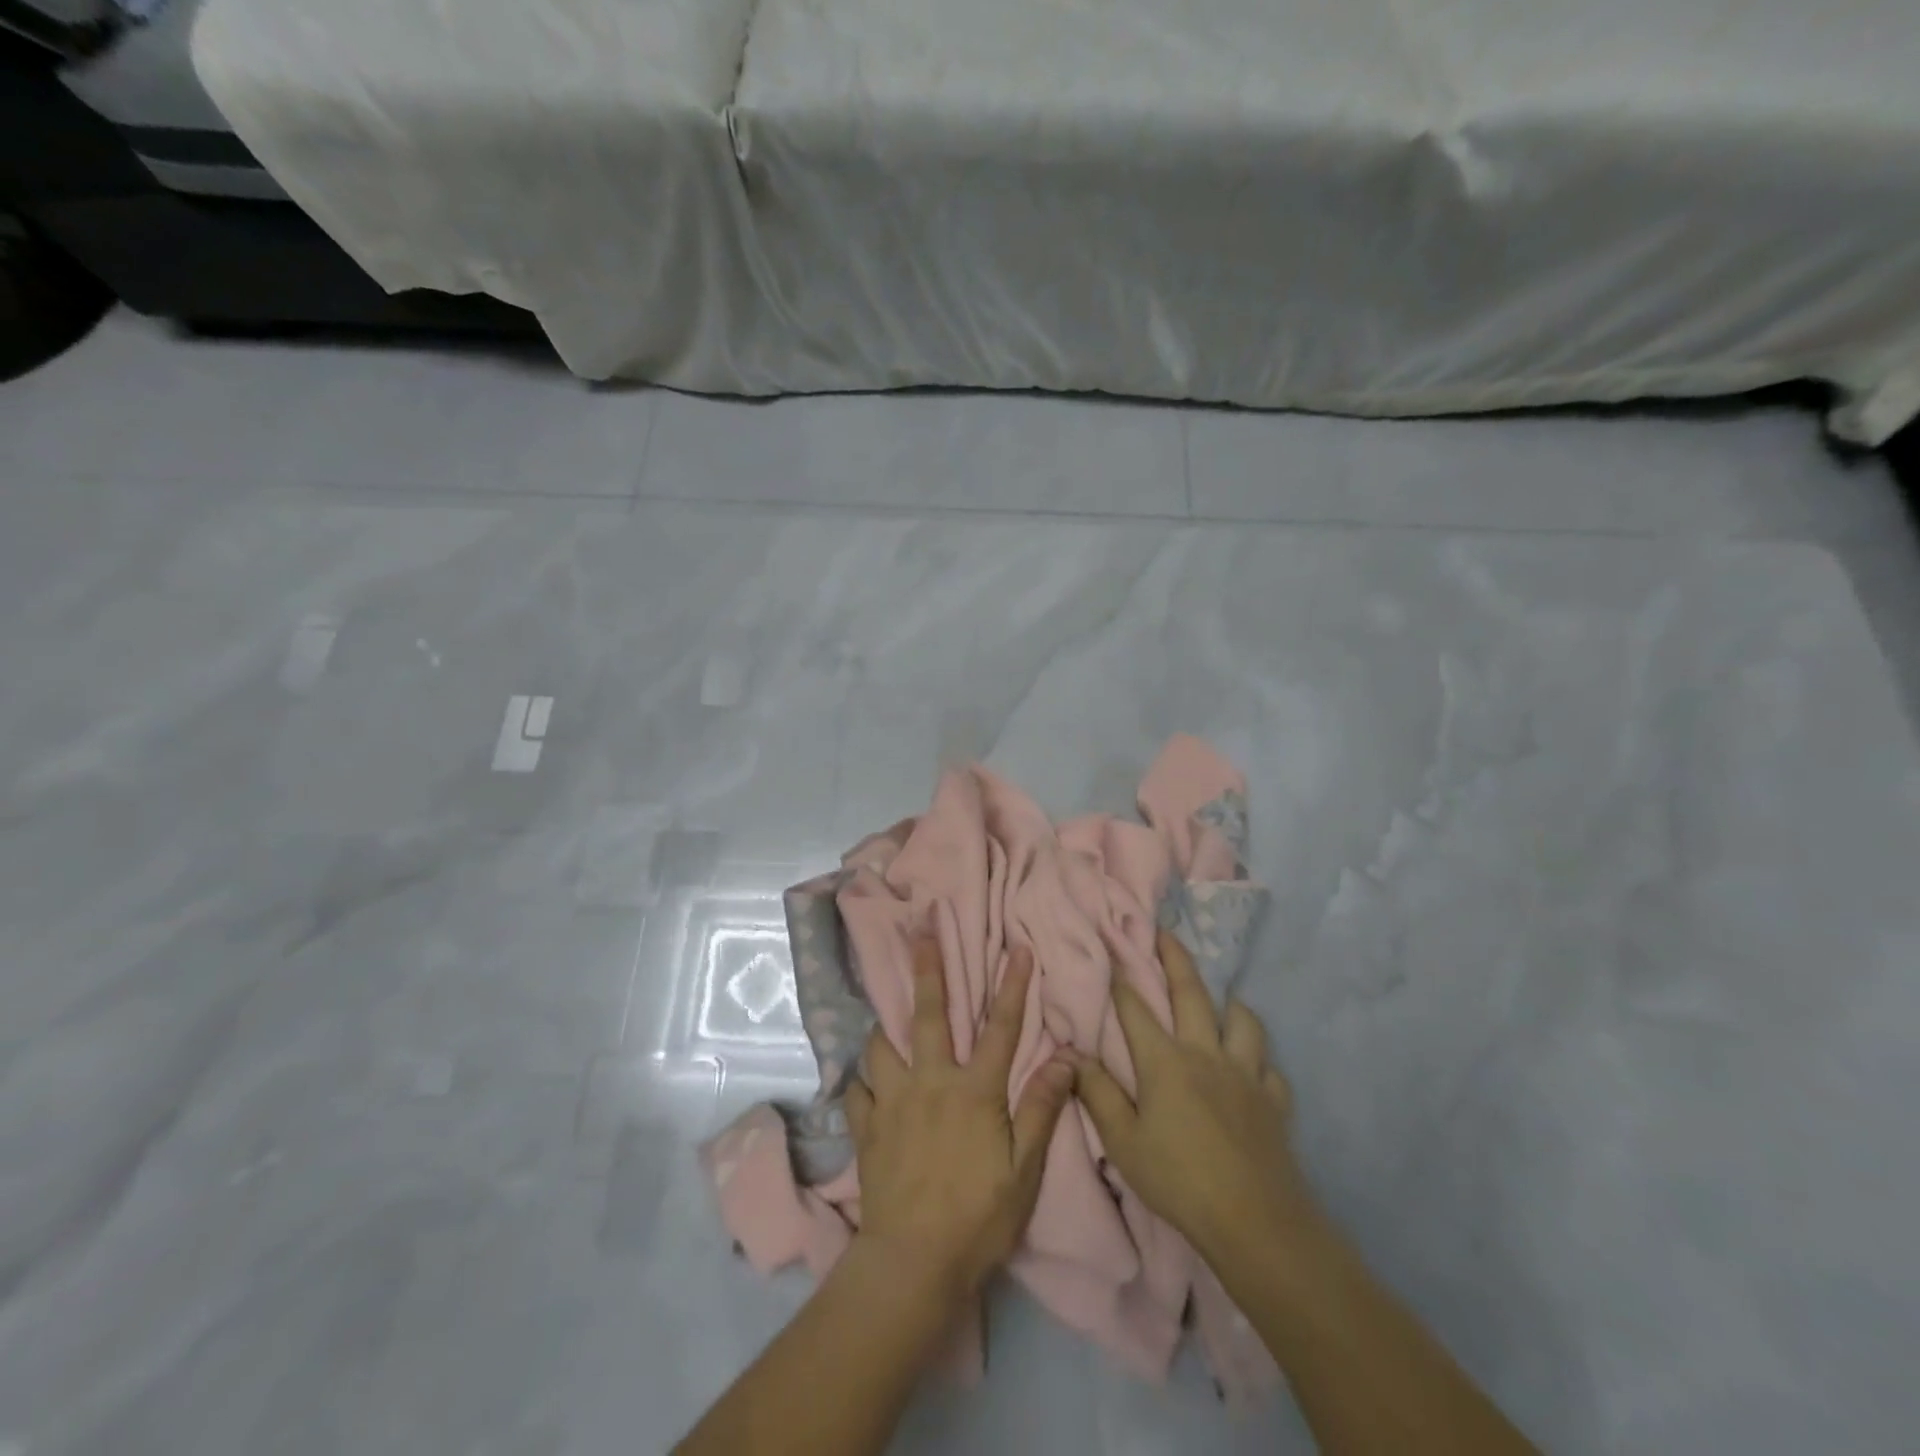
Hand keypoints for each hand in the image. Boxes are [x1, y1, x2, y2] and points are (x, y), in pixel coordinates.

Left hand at [845, 939, 1074, 1296]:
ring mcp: (892, 1103)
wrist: (912, 1262)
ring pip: (881, 1046)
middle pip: (927, 1015)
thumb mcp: (1024, 1169)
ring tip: (883, 1013)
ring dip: (884, 1026)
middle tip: (920, 931)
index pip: (1000, 1027)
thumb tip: (1064, 1055)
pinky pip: (857, 1092)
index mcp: (973, 1090)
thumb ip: (1041, 1108)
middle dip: (926, 968)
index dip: (1012, 986)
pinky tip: (864, 1084)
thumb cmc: (978, 1216)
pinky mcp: (866, 1129)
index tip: (1017, 947)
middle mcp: (930, 1082)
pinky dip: (862, 1083)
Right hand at [1073, 930, 1317, 1267]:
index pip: (1135, 1008)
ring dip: (1229, 1004)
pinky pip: (1269, 1067)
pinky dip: (1259, 1059)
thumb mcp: (1123, 1142)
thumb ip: (1097, 1093)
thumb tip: (1071, 1052)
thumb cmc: (1179, 1180)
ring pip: (1242, 1021)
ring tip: (1222, 1000)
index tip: (1110, 945)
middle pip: (1191, 993)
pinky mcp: (1274, 1101)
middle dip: (1174, 958)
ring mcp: (1246, 1074)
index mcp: (1165, 1061)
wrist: (1255, 1222)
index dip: (1119, 976)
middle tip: (1165, 933)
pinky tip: (1253, 1067)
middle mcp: (1205, 1054)